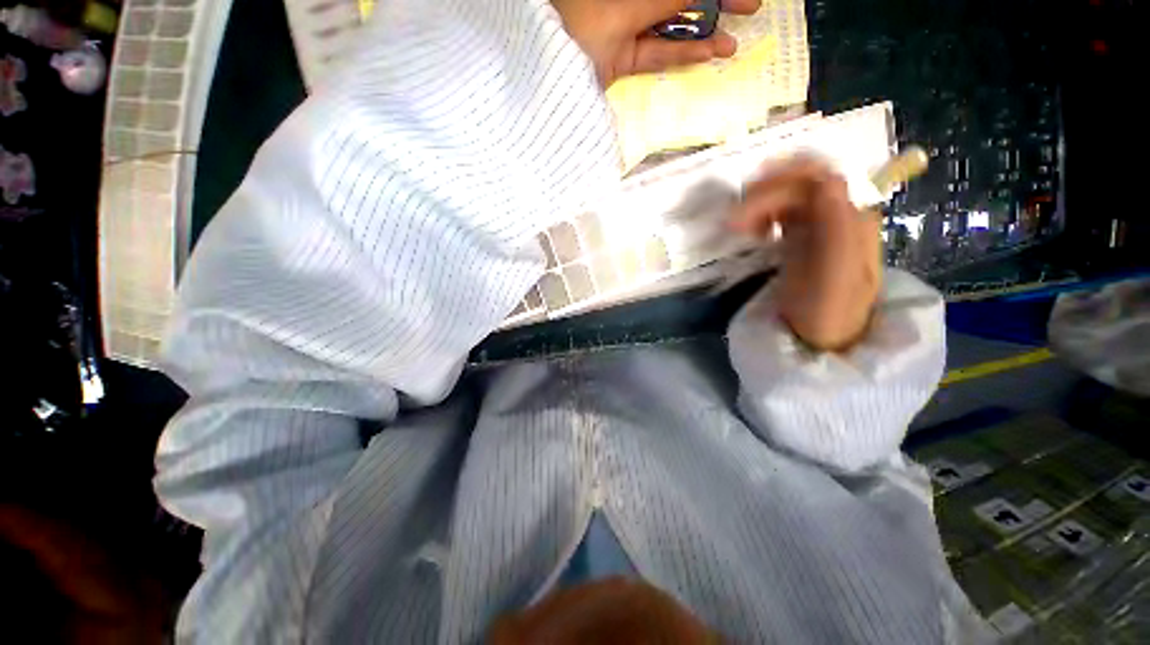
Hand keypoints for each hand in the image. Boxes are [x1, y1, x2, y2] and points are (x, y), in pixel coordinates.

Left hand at [552, 0, 760, 86]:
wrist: (549, 73)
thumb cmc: (579, 27)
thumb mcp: (626, 9)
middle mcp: (629, 2)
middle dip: (713, 3)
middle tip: (749, 8)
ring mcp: (626, 28)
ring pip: (670, 26)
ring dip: (702, 33)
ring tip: (731, 42)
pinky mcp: (622, 58)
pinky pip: (656, 53)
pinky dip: (680, 54)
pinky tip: (707, 54)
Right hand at [730, 156, 881, 351]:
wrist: (825, 337)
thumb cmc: (829, 313)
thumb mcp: (835, 278)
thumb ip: (836, 230)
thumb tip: (827, 181)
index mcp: (853, 219)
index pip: (821, 178)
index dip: (785, 177)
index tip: (748, 194)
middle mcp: (839, 214)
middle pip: (801, 184)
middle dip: (763, 195)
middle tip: (732, 221)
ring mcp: (820, 224)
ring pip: (788, 196)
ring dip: (759, 204)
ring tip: (737, 227)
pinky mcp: (803, 236)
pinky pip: (781, 213)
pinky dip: (762, 216)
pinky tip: (754, 232)